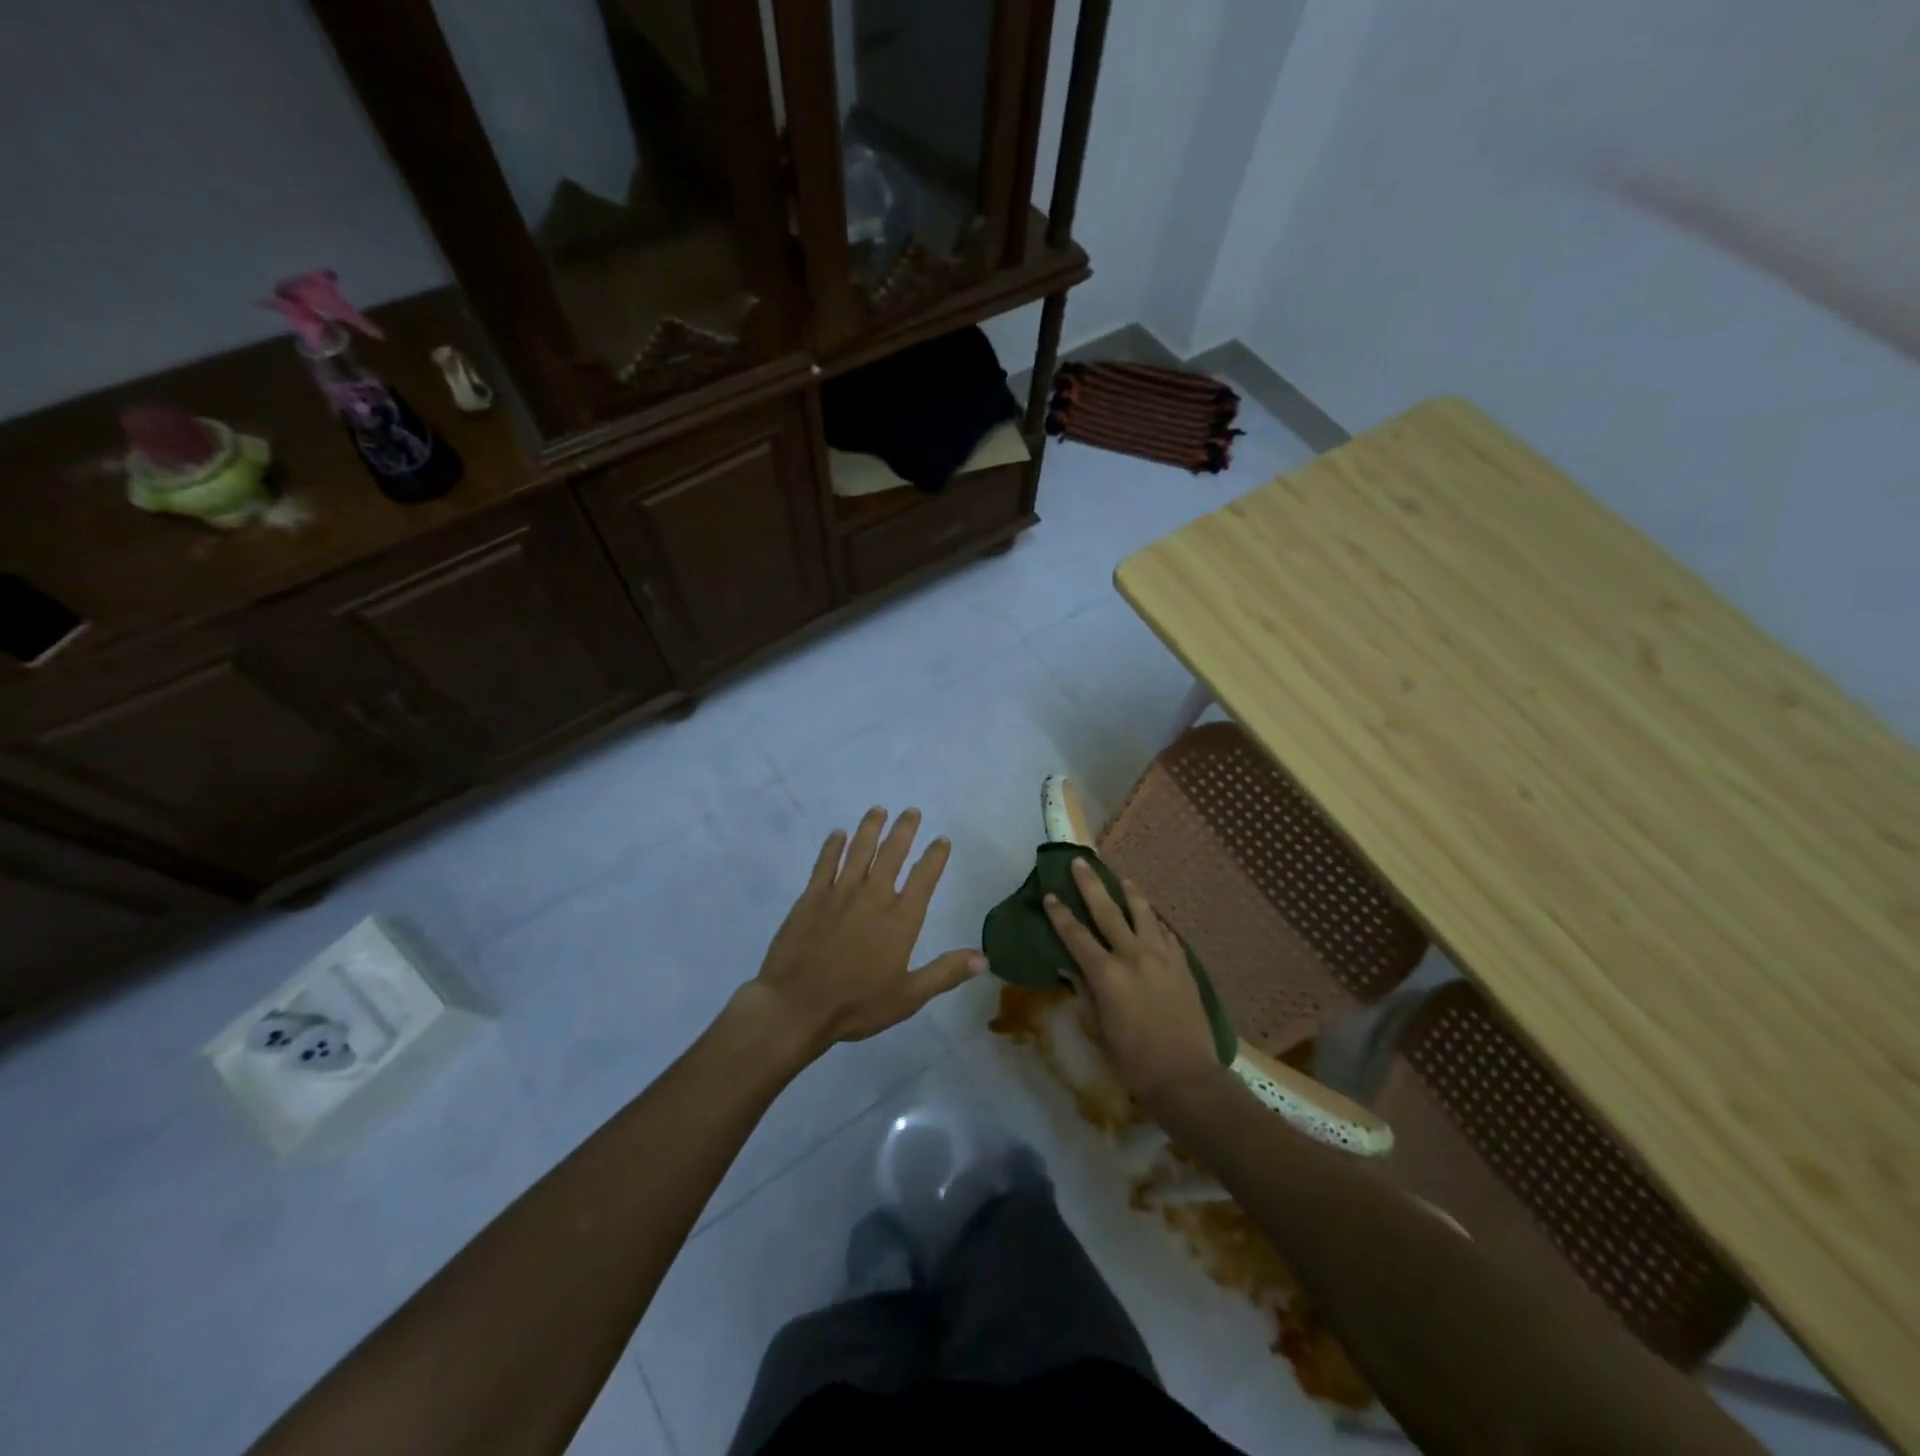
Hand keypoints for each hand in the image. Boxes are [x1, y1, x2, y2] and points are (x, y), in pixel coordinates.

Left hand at [742, 807, 983, 1065]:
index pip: (924, 877)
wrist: (796, 1005)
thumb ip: (945, 973)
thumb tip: (984, 958)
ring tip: (878, 810)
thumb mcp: (908, 996)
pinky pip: (825, 862)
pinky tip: (837, 834)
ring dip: (870, 828)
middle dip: (904, 830)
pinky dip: (833, 846)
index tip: (941, 839)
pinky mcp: (811, 897)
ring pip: (859, 850)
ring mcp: (840, 892)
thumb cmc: (856, 1004)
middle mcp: (874, 896)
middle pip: (892, 853)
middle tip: (911, 811)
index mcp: (901, 919)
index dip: (935, 856)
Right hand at [1045, 858, 1223, 1107]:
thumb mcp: (1099, 1027)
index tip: (1049, 895)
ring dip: (1129, 893)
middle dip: (1090, 885)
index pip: (1076, 935)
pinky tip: (1151, 918)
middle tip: (1079, 863)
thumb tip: (1070, 967)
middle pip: (1107, 911)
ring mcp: (1162, 957)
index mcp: (1107, 974)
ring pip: (1143, 913)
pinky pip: (1165, 933)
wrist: (1186, 1077)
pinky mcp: (1183, 965)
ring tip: (1121, 879)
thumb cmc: (1133, 1060)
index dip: (1060, 914)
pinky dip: (1154, 921)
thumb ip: (1085, 991)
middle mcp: (1133, 956)